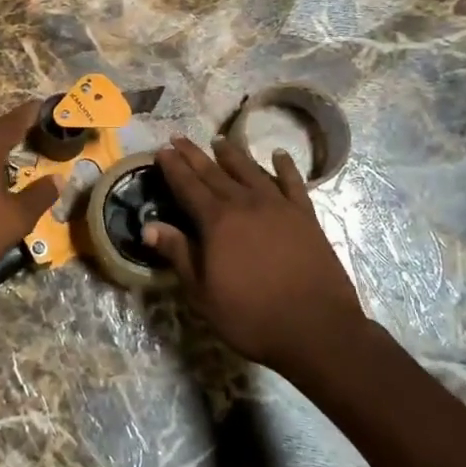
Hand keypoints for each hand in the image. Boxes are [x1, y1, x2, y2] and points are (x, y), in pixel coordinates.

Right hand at [143, 137, 368, 375]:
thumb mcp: (203, 293)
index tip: (161, 150)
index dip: (173, 167)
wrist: (317, 328)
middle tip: (179, 138)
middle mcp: (245, 204)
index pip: (188, 186)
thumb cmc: (252, 316)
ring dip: (232, 154)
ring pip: (250, 170)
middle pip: (214, 172)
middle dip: (194, 155)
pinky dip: (284, 166)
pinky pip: (292, 182)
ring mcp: (278, 206)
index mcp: (217, 221)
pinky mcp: (305, 216)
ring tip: (219, 141)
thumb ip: (178, 254)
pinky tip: (278, 155)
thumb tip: (149, 227)